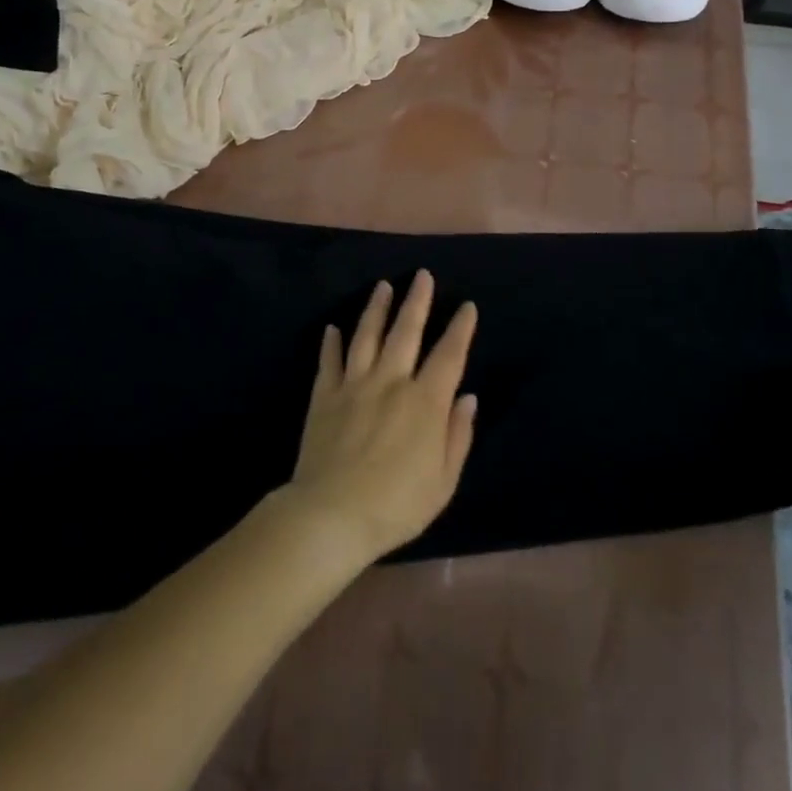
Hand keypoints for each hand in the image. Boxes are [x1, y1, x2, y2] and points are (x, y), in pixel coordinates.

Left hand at [279, 271, 478, 568]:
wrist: (331, 515)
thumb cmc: (396, 505)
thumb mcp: (443, 481)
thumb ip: (457, 435)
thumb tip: (467, 397)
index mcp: (425, 401)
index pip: (449, 355)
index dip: (460, 328)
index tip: (466, 306)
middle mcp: (391, 381)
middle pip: (406, 331)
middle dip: (417, 301)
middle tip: (421, 275)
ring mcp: (354, 384)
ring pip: (367, 335)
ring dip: (376, 308)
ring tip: (383, 286)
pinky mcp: (324, 396)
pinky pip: (329, 361)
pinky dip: (331, 342)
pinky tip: (333, 328)